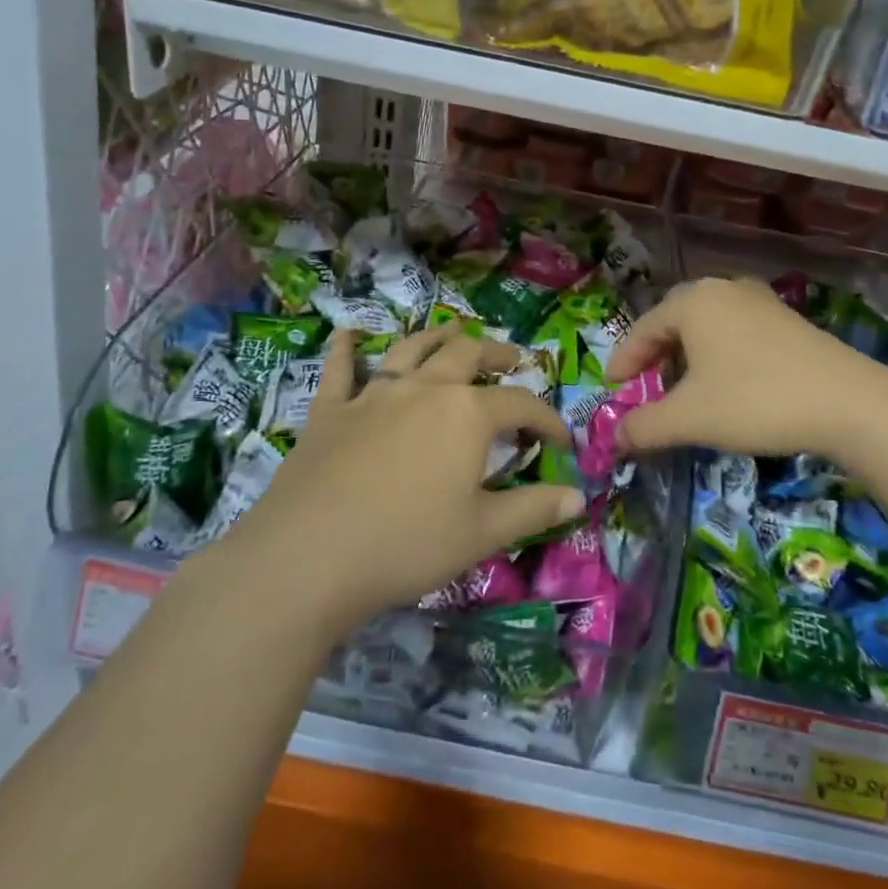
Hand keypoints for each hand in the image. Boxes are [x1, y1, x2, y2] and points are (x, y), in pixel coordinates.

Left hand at [228, 326, 581, 633]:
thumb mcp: (482, 533)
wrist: (308, 556)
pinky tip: (346, 334)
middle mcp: (425, 388)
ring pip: (411, 348)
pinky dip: (346, 349)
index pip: (521, 404)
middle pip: (467, 355)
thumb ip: (534, 509)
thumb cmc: (406, 544)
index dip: (547, 420)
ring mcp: (374, 394)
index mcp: (467, 413)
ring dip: (436, 336)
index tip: (561, 440)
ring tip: (453, 332)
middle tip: (512, 358)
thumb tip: (578, 495)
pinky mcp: (330, 410)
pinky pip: (340, 370)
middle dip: (496, 353)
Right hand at [604, 277, 887, 458]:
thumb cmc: (755, 400)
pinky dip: (718, 355)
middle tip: (644, 387)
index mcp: (693, 301)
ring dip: (687, 356)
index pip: (642, 329)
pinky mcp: (786, 319)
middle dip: (654, 356)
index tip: (611, 390)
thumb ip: (644, 426)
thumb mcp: (691, 418)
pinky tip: (726, 384)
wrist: (848, 402)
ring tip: (683, 389)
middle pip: (673, 321)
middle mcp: (723, 289)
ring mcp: (759, 301)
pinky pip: (735, 332)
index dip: (623, 362)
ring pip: (706, 326)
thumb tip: (614, 438)